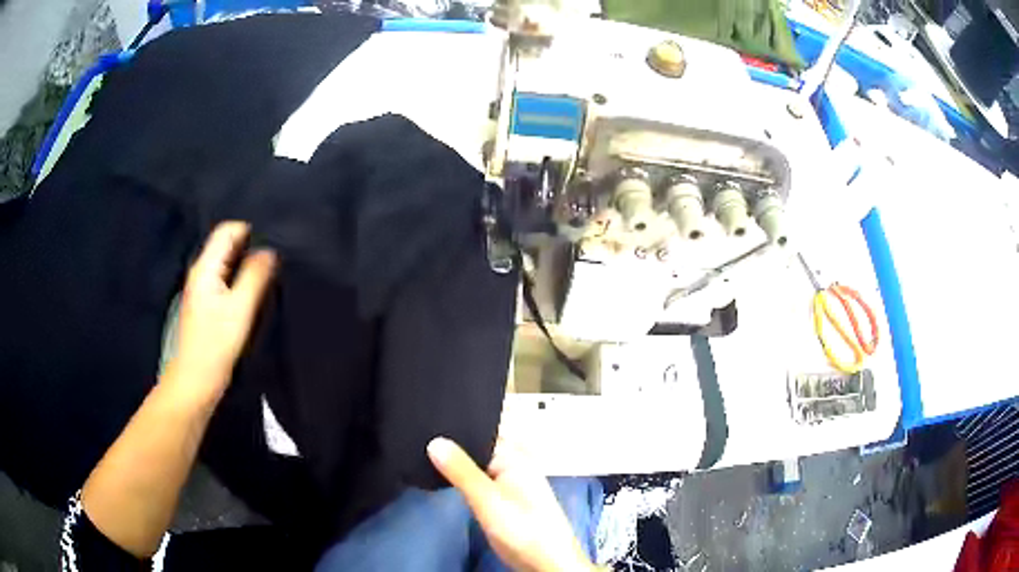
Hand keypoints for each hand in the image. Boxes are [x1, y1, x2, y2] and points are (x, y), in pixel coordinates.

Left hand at [171, 221, 276, 399]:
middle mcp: (201, 272)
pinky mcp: (207, 304)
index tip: (274, 241)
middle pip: (227, 244)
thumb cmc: (215, 345)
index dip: (251, 230)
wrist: (194, 381)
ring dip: (247, 264)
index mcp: (205, 267)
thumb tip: (269, 250)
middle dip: (251, 246)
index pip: (228, 230)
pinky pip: (226, 279)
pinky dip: (241, 280)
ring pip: (228, 263)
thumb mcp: (239, 309)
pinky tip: (255, 291)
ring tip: (270, 272)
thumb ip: (255, 276)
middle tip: (277, 257)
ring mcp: (202, 288)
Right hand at [427, 438, 595, 571]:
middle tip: (420, 441)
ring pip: (478, 467)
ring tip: (427, 457)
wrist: (546, 562)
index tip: (424, 424)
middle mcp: (515, 466)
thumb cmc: (522, 528)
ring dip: (458, 466)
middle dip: (453, 447)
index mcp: (515, 457)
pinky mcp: (506, 502)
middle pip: (478, 450)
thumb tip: (435, 441)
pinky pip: (481, 483)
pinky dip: (466, 481)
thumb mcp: (486, 499)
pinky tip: (449, 482)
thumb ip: (461, 471)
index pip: (480, 432)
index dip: (454, 429)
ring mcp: (512, 485)